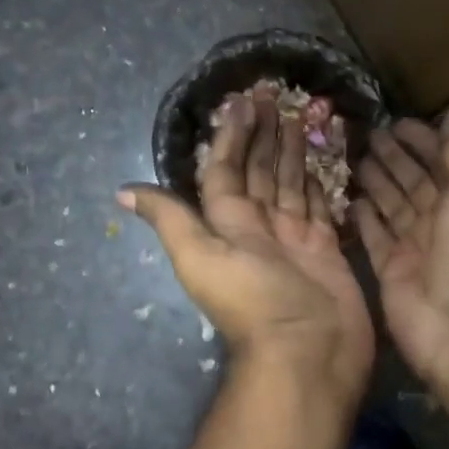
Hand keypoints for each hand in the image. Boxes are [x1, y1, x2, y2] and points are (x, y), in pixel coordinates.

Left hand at [121, 88, 373, 399]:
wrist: (307, 352)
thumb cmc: (254, 301)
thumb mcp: (201, 256)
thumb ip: (171, 220)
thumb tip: (122, 192)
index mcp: (227, 223)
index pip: (225, 169)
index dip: (231, 137)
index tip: (242, 102)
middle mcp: (259, 226)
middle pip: (259, 171)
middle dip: (264, 134)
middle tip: (275, 96)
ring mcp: (295, 237)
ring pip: (290, 183)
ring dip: (291, 150)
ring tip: (300, 115)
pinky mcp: (326, 248)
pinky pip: (321, 205)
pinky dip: (321, 181)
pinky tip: (322, 158)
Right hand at [354, 108, 448, 387]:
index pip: (442, 160)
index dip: (422, 140)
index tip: (395, 121)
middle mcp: (441, 220)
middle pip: (413, 181)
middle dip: (394, 157)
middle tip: (367, 134)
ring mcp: (414, 246)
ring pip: (391, 205)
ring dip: (376, 181)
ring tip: (353, 158)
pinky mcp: (389, 269)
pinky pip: (373, 236)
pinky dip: (362, 218)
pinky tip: (348, 197)